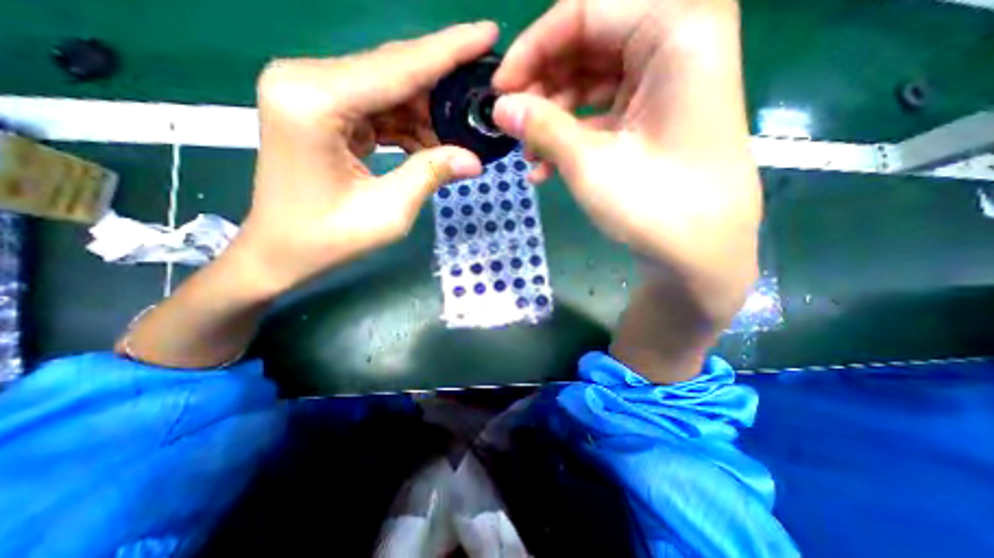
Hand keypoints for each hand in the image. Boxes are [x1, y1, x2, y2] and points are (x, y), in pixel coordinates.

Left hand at [233, 22, 497, 295]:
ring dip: (427, 112)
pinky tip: (430, 144)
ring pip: (389, 88)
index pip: (398, 67)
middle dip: (442, 81)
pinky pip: (378, 107)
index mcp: (316, 101)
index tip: (488, 31)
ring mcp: (311, 93)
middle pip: (393, 70)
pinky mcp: (321, 110)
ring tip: (459, 135)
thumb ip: (430, 174)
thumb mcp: (389, 212)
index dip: (449, 50)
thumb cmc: (328, 239)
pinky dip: (408, 125)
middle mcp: (306, 81)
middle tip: (482, 91)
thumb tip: (474, 159)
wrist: (280, 251)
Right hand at [496, 1, 762, 320]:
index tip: (500, 90)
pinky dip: (572, 135)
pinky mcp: (653, 117)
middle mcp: (677, 42)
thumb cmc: (654, 205)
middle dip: (542, 88)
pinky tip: (546, 167)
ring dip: (553, 118)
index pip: (585, 11)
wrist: (700, 252)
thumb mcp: (590, 163)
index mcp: (676, 29)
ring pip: (590, 80)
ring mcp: (665, 83)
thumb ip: (542, 126)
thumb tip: (500, 107)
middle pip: (587, 43)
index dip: (532, 49)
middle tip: (512, 126)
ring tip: (529, 156)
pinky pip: (602, 111)